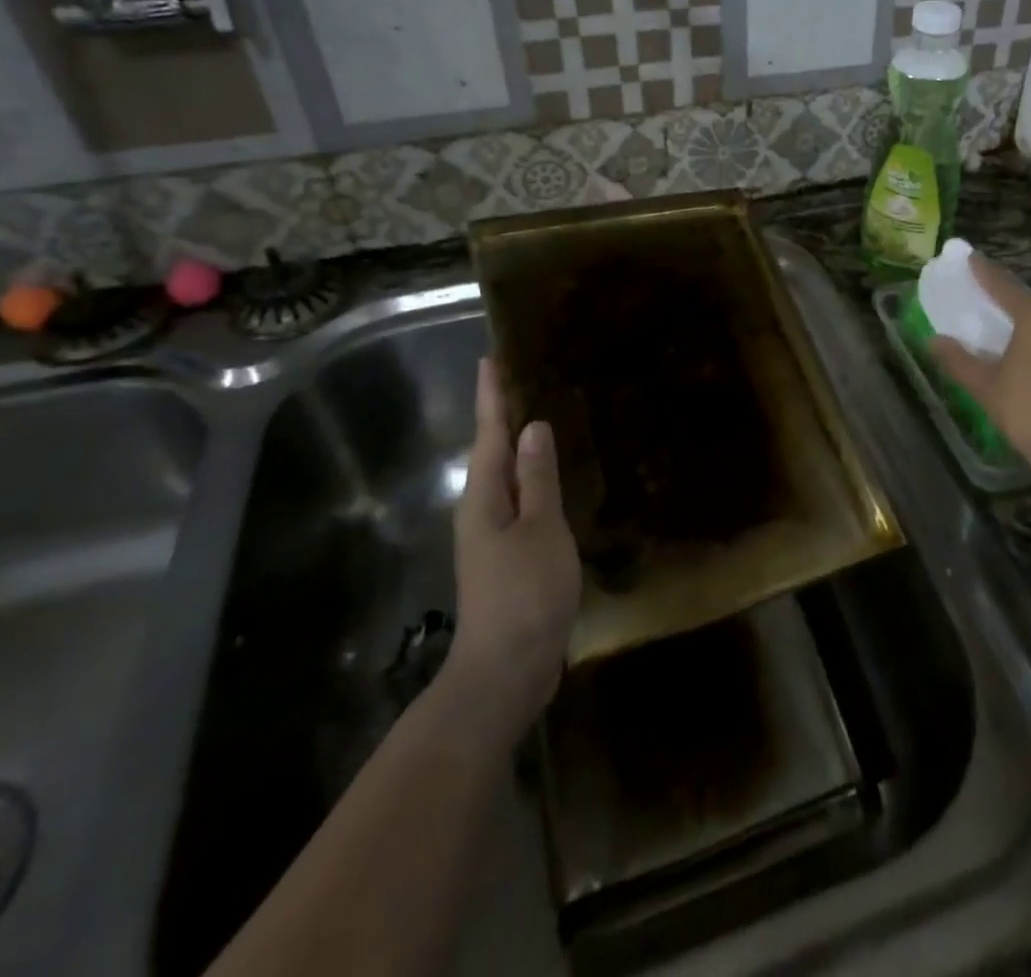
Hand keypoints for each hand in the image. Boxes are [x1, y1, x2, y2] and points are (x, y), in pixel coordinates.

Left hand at [448, 357, 580, 727]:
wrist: (506, 671)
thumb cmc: (524, 593)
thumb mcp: (540, 529)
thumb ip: (538, 478)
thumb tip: (532, 427)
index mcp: (484, 496)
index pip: (489, 433)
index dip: (492, 396)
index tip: (491, 358)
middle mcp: (481, 510)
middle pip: (492, 451)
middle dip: (502, 415)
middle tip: (520, 378)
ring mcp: (492, 536)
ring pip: (505, 477)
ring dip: (517, 446)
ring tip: (538, 417)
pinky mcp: (508, 557)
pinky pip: (520, 502)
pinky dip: (532, 480)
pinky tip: (550, 478)